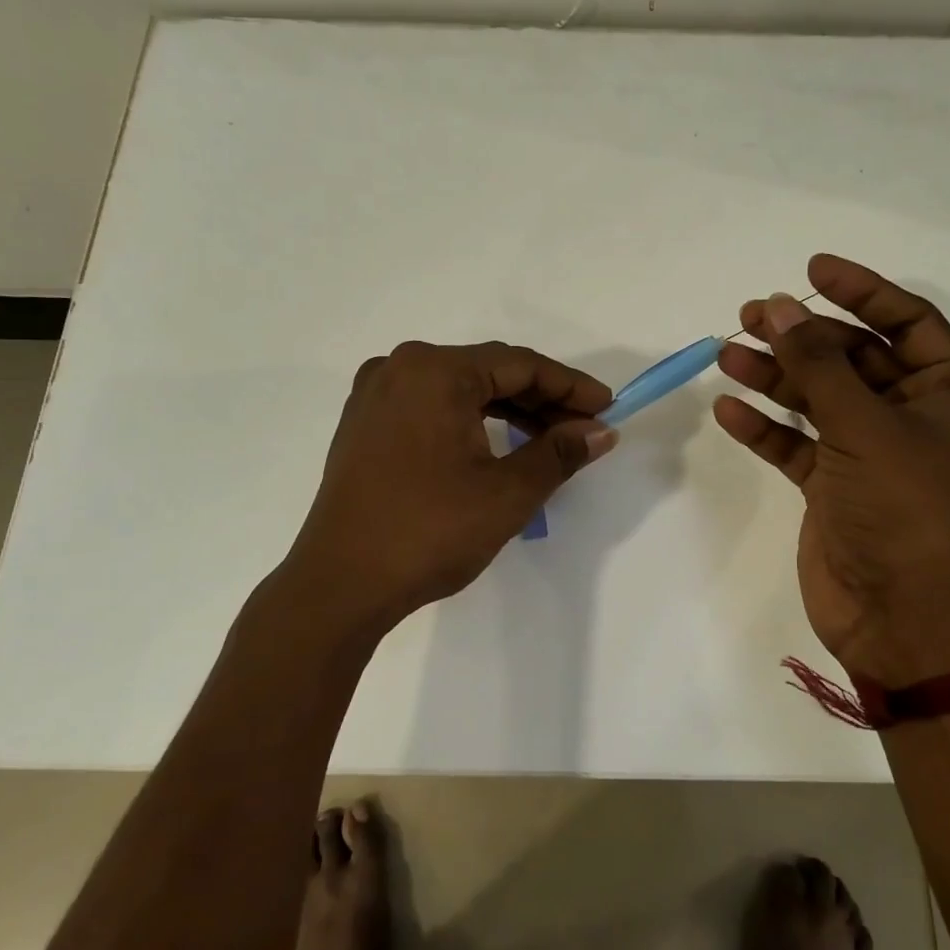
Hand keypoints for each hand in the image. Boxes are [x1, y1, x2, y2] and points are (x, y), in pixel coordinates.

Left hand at [285, 341, 615, 631]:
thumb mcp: (507, 493)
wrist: (340, 584)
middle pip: (487, 372)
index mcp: (434, 371)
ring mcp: (375, 396)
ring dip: (507, 411)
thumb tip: (600, 431)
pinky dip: (470, 421)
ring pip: (459, 390)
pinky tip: (496, 446)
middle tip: (584, 429)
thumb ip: (559, 453)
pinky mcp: (364, 424)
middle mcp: (399, 368)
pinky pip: (430, 407)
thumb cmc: (428, 532)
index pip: (519, 364)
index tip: (608, 408)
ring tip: (548, 441)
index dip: (570, 386)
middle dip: (541, 400)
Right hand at [714, 254, 949, 684]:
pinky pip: (796, 443)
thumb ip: (817, 366)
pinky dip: (765, 426)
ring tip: (728, 352)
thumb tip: (777, 308)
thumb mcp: (864, 427)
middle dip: (803, 336)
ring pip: (818, 399)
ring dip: (775, 376)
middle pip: (853, 358)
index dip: (862, 290)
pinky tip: (728, 409)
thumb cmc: (903, 510)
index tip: (811, 270)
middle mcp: (913, 417)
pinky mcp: (833, 485)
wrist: (898, 616)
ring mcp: (870, 452)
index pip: (908, 322)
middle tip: (752, 314)